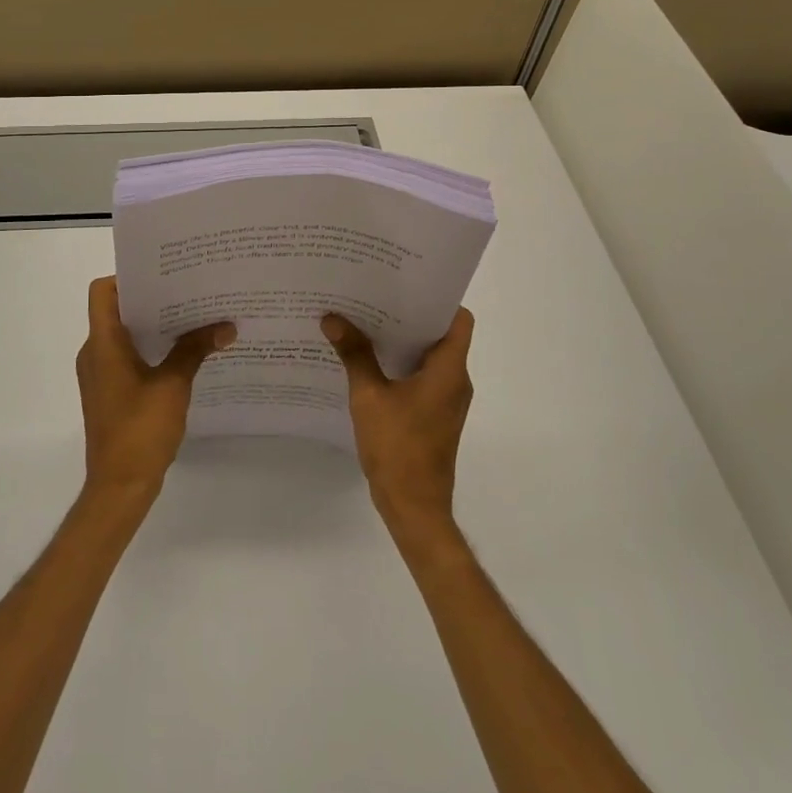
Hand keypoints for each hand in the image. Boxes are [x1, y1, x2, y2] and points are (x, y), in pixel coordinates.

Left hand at [77, 277, 233, 506]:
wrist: (119, 488)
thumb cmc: (140, 430)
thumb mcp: (173, 385)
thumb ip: (195, 350)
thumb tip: (226, 326)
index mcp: (102, 343)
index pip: (103, 291)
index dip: (128, 277)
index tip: (163, 275)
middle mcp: (94, 353)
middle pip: (117, 310)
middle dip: (152, 299)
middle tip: (189, 290)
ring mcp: (100, 374)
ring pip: (124, 335)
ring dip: (153, 325)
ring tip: (192, 317)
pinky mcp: (109, 392)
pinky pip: (126, 357)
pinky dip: (150, 349)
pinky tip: (182, 354)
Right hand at [322, 310, 474, 543]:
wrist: (414, 508)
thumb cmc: (398, 448)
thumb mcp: (369, 397)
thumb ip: (354, 355)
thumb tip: (332, 318)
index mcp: (449, 371)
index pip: (459, 319)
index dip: (437, 299)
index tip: (406, 284)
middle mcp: (455, 381)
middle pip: (440, 334)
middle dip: (409, 314)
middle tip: (374, 295)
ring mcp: (446, 400)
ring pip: (429, 356)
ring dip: (402, 340)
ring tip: (365, 320)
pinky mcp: (434, 415)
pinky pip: (421, 377)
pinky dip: (400, 363)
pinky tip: (367, 359)